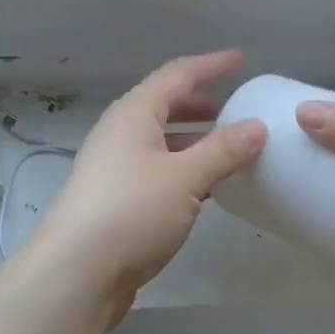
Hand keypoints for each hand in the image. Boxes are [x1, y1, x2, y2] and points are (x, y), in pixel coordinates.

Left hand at [26, 51, 266, 325]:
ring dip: (193, 139)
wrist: (77, 273)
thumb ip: (224, 150)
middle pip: (163, 106)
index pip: (176, 76)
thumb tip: (257, 126)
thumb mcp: (185, 177)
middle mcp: (119, 134)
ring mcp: (114, 169)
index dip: (210, 66)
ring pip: (160, 141)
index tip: (240, 60)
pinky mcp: (116, 201)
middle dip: (199, 103)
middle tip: (233, 107)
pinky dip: (184, 169)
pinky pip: (157, 171)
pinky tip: (205, 188)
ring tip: (227, 147)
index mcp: (132, 114)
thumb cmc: (132, 212)